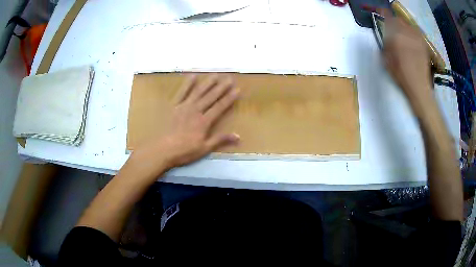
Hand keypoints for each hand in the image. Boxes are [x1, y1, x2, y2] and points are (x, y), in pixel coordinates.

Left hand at [130, 74, 240, 174]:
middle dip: (221, 87)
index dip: (229, 98)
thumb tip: (238, 136)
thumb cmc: (184, 151)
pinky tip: (192, 76)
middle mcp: (196, 110)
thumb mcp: (204, 148)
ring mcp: (184, 106)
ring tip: (216, 74)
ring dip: (208, 83)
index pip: (220, 107)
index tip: (237, 89)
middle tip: (230, 78)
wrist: (162, 149)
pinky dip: (187, 84)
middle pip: (211, 97)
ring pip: (198, 92)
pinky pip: (181, 92)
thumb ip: (220, 140)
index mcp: (204, 121)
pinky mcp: (174, 106)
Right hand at [380, 9, 431, 102]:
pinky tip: (411, 39)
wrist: (419, 87)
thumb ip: (386, 43)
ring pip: (408, 24)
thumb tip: (386, 34)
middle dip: (394, 21)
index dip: (383, 13)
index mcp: (396, 35)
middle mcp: (407, 32)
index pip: (388, 17)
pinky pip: (416, 32)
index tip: (380, 12)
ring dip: (403, 26)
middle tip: (392, 27)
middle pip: (399, 19)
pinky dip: (412, 32)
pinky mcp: (423, 43)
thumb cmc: (401, 75)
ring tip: (402, 33)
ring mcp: (417, 37)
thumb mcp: (387, 60)